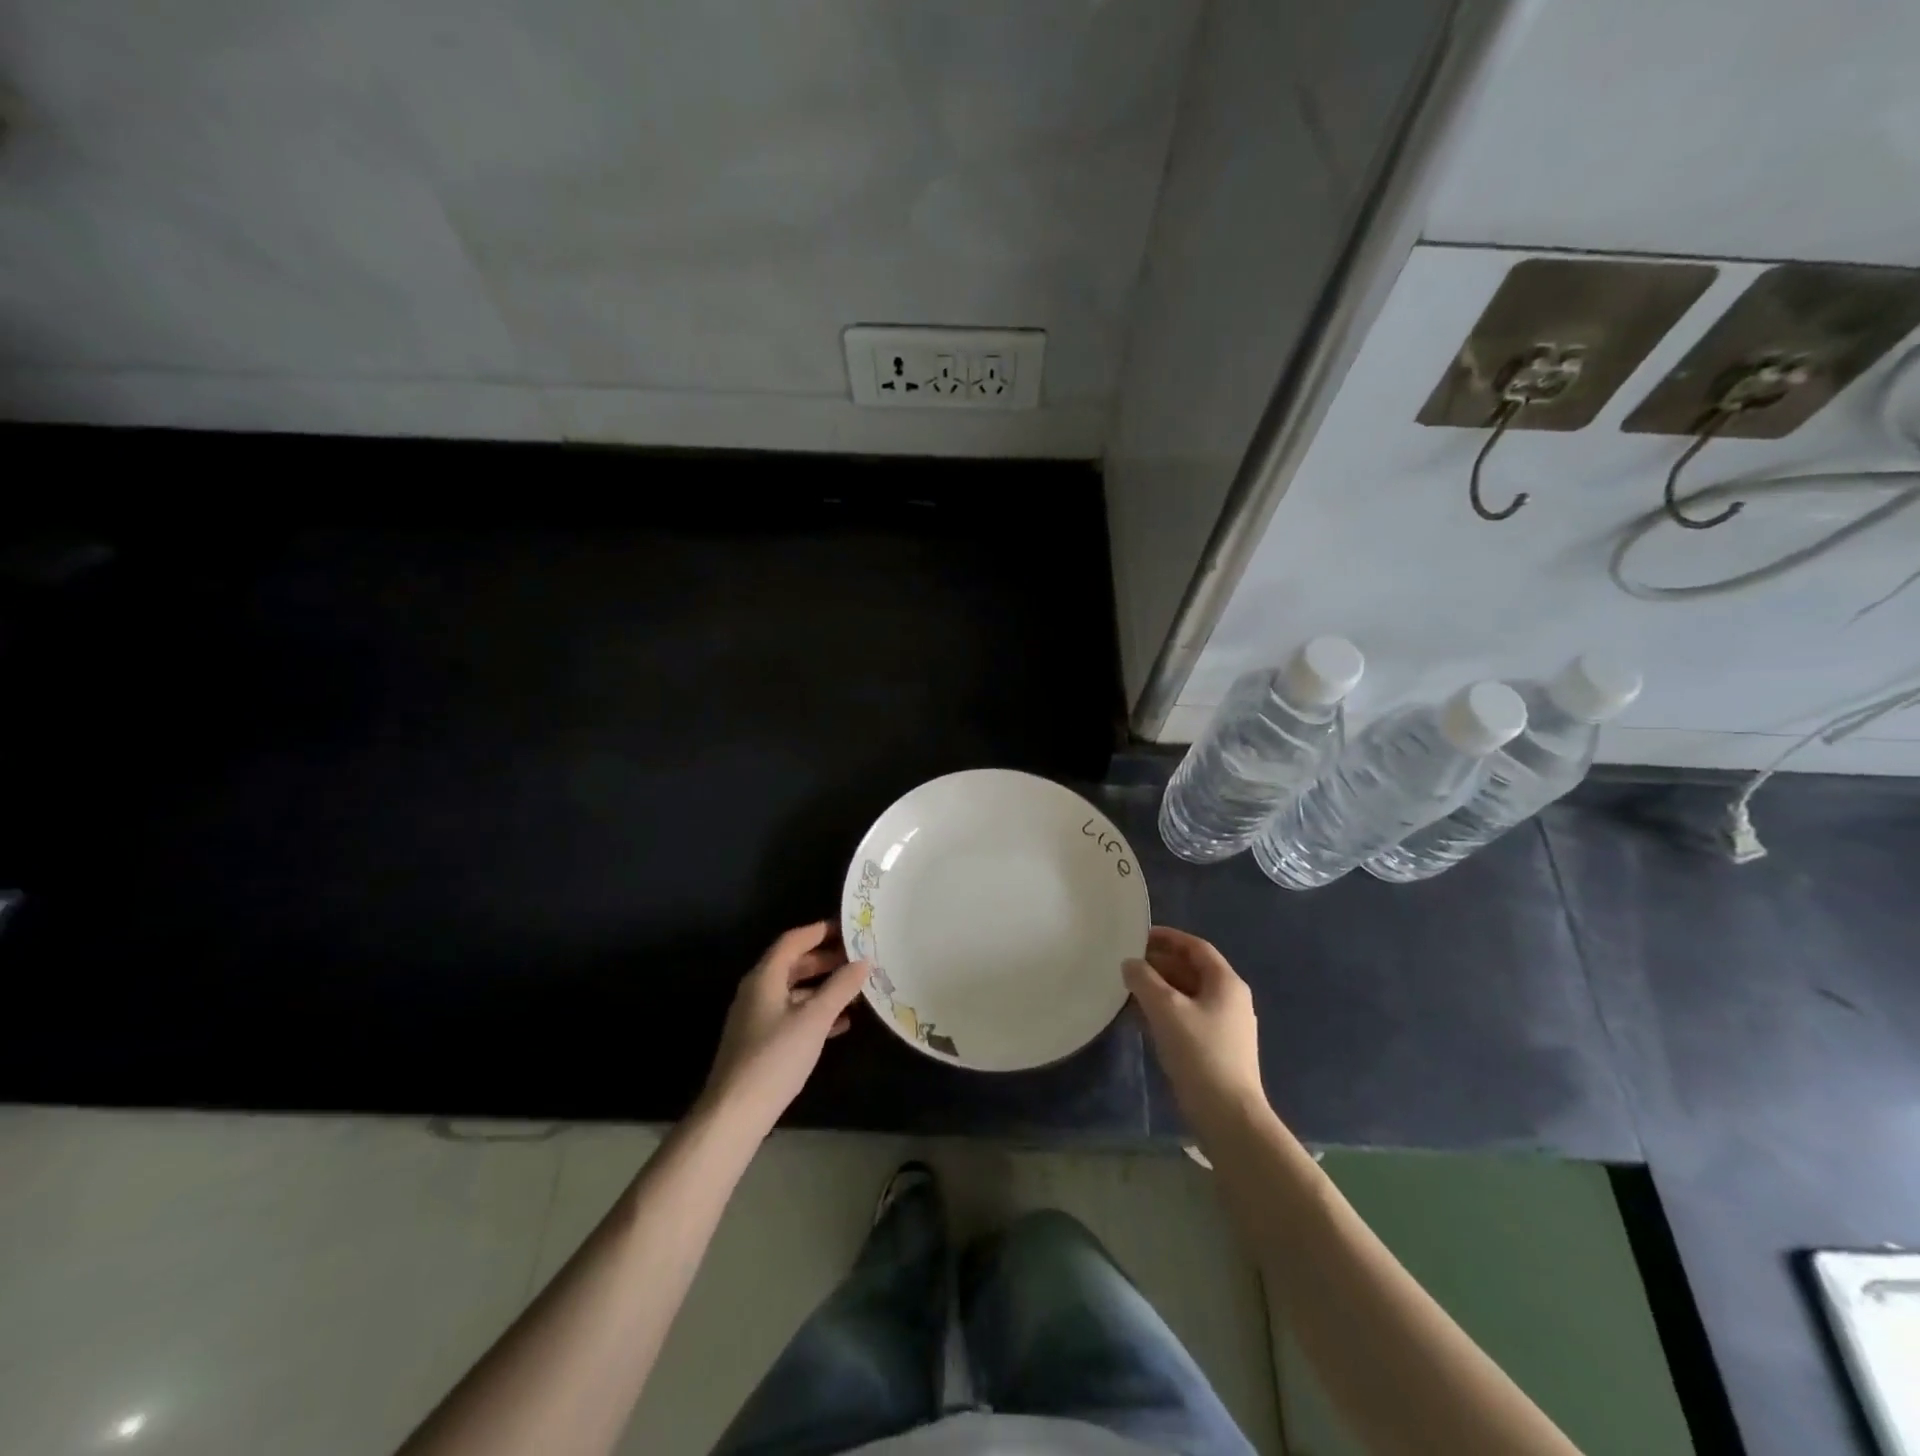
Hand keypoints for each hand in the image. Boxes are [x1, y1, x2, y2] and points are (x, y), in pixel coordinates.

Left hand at [699, 921, 869, 1135]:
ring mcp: (757, 1017)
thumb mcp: (814, 1019)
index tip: (849, 928)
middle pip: (794, 964)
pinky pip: (792, 1014)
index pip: (793, 941)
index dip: (820, 931)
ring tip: (856, 990)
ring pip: (794, 991)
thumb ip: (840, 987)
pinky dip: (815, 1012)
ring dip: (823, 988)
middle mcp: (757, 991)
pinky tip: (840, 1024)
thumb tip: (863, 961)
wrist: (735, 1113)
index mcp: (765, 977)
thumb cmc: (775, 1057)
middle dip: (826, 960)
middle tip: (858, 958)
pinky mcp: (760, 1042)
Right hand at [1125, 926, 1265, 1138]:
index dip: (1168, 938)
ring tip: (1127, 991)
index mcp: (1225, 983)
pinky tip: (1139, 1020)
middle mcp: (1229, 999)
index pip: (1196, 947)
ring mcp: (1224, 1026)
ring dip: (1158, 990)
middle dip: (1158, 965)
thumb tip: (1130, 963)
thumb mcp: (1166, 1009)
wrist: (1228, 1115)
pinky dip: (1164, 1013)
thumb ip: (1144, 980)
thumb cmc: (1199, 1052)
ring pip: (1186, 996)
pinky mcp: (1215, 1049)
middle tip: (1127, 965)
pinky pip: (1186, 1018)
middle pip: (1191, 970)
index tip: (1138, 936)